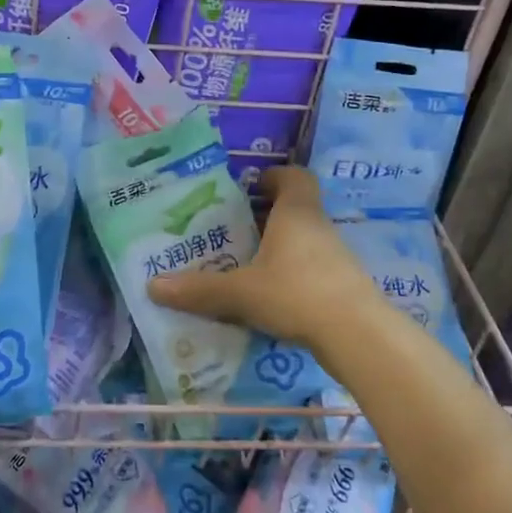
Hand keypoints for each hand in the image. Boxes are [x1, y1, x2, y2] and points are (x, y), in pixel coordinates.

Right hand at [147, 166, 383, 359]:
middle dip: (264, 216)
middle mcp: (318, 227)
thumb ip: (199, 289)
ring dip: (277, 247)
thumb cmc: (297, 294)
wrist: (359, 336)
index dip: (274, 176)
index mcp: (296, 213)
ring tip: (243, 264)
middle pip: (294, 209)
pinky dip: (290, 274)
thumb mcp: (240, 292)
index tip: (250, 186)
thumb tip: (153, 286)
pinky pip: (310, 268)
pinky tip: (268, 296)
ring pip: (302, 240)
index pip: (295, 176)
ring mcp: (335, 258)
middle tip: (232, 228)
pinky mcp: (342, 286)